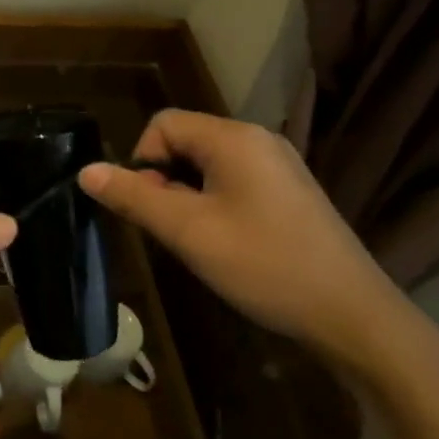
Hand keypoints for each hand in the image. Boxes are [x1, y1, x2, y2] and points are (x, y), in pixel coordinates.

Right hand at [78, 110, 416, 368]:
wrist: (352, 315)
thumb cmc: (263, 264)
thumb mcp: (188, 231)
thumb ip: (134, 196)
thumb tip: (86, 171)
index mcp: (234, 138)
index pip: (163, 124)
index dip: (143, 160)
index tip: (153, 208)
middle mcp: (257, 140)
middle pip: (185, 141)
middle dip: (165, 180)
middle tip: (175, 229)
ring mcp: (279, 165)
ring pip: (207, 164)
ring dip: (188, 195)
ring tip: (200, 239)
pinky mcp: (290, 191)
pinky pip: (233, 180)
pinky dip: (215, 202)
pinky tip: (229, 243)